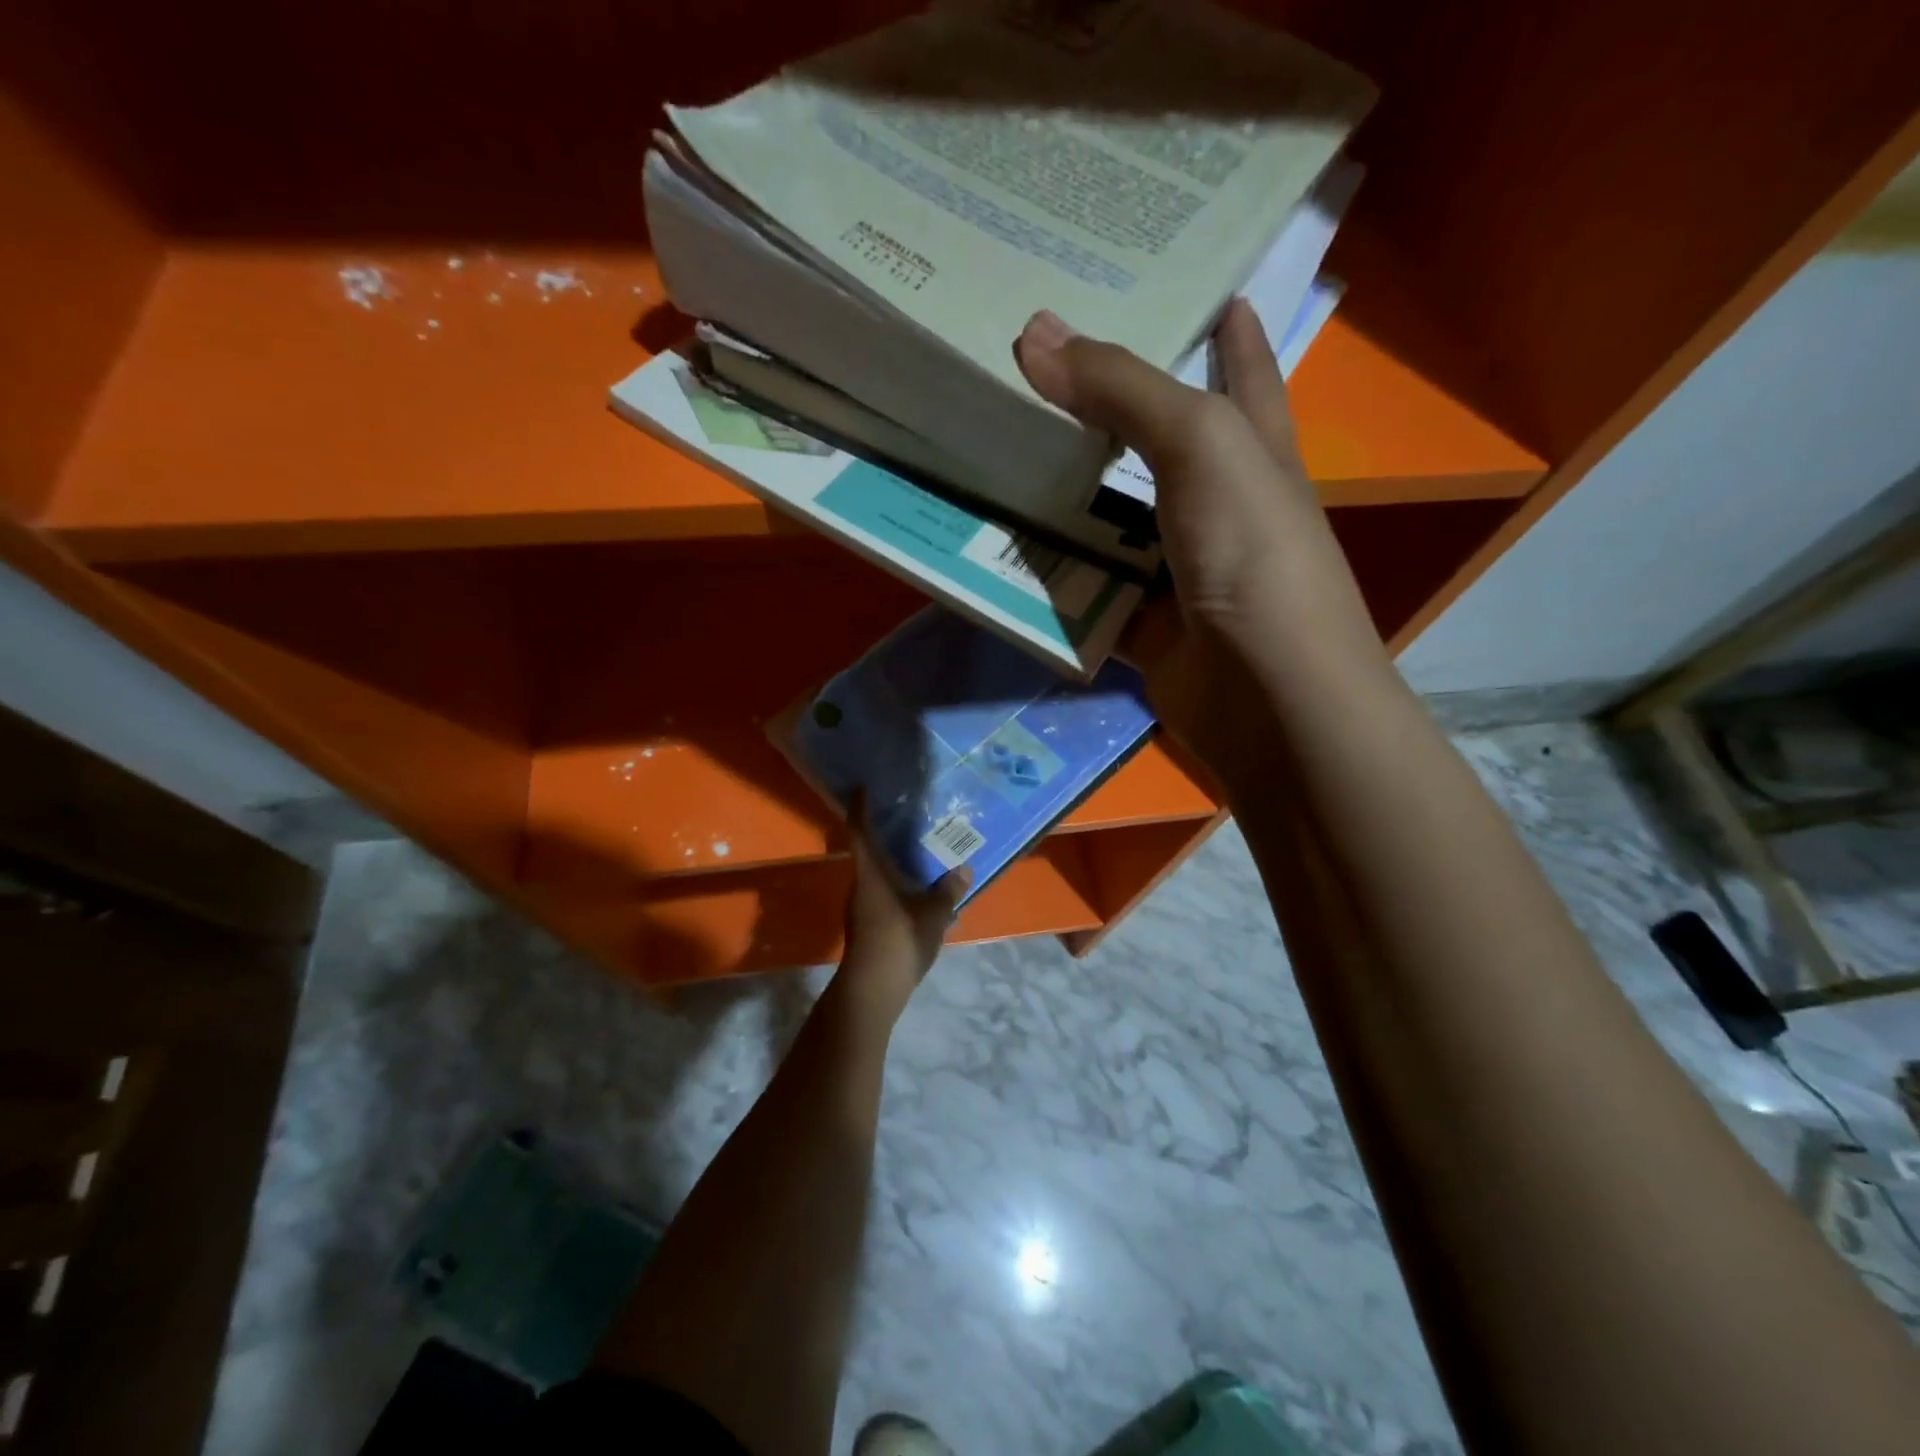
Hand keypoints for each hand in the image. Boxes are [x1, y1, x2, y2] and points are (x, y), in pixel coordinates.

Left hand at [837, 804, 970, 1019]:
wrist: (872, 991)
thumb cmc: (898, 941)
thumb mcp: (933, 915)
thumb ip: (947, 891)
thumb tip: (963, 869)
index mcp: (870, 874)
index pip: (860, 831)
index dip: (860, 807)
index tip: (864, 787)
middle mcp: (860, 885)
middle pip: (866, 850)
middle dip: (882, 832)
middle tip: (906, 816)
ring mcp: (860, 907)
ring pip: (875, 874)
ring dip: (892, 861)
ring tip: (918, 851)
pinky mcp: (866, 926)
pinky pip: (881, 892)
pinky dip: (896, 883)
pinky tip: (918, 889)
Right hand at [1014, 301, 1384, 776]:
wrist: (1266, 692)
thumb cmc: (1253, 550)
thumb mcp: (1200, 444)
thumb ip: (1123, 389)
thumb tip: (1036, 333)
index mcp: (1251, 446)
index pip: (1241, 366)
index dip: (1224, 324)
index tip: (1184, 282)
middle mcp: (1215, 502)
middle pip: (1151, 441)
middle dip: (1103, 409)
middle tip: (1033, 367)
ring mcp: (1177, 567)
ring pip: (1107, 519)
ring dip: (1059, 496)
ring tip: (992, 450)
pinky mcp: (1142, 621)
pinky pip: (1086, 588)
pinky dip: (1050, 576)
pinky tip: (997, 549)